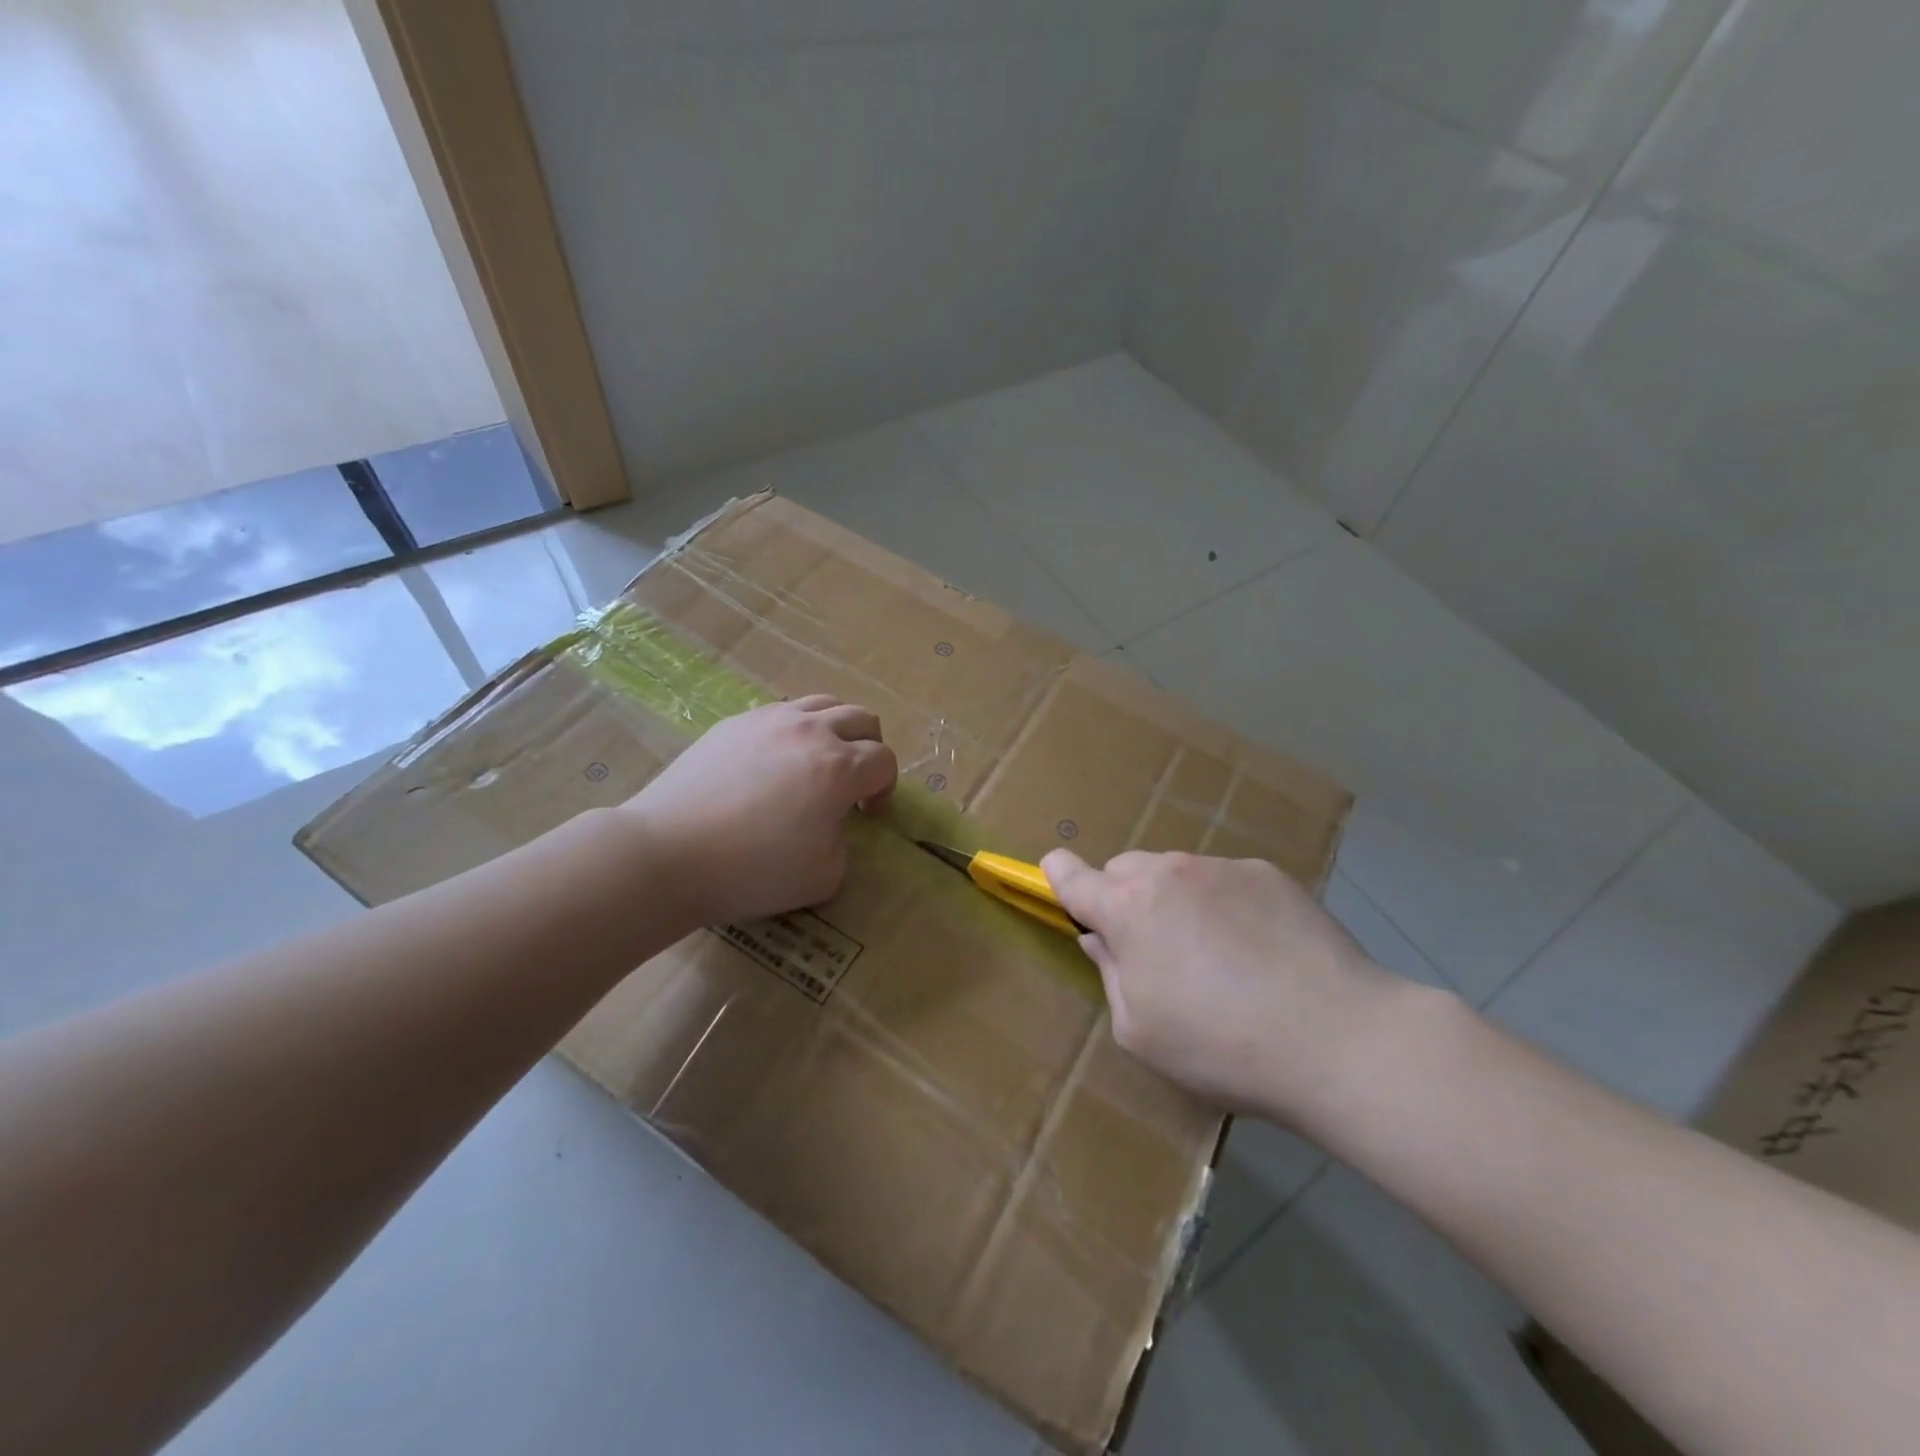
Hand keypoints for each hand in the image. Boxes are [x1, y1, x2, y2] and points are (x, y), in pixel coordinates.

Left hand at [625, 696, 897, 928]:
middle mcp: (810, 731)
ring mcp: (768, 721)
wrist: (669, 853)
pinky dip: (794, 730)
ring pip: (822, 704)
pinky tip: (774, 761)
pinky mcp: (733, 723)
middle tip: (855, 780)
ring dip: (835, 729)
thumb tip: (833, 821)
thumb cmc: (752, 870)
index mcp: (839, 767)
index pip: (884, 761)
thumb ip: (845, 842)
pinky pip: (779, 713)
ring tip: (820, 759)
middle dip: (870, 747)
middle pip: (861, 718)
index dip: (886, 788)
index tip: (868, 813)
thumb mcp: (825, 876)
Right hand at [1042, 850, 1421, 1126]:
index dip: (1057, 876)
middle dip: (1125, 900)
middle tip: (1153, 950)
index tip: (1060, 883)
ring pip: (1177, 873)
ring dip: (1177, 902)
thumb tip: (1102, 940)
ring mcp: (1222, 867)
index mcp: (1128, 908)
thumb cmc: (1220, 1045)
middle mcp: (1169, 872)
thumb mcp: (1140, 1031)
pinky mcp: (1269, 873)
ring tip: (1217, 957)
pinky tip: (1259, 950)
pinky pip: (1226, 881)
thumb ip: (1111, 975)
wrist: (1337, 1039)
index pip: (1071, 874)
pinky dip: (1225, 904)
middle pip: (1125, 870)